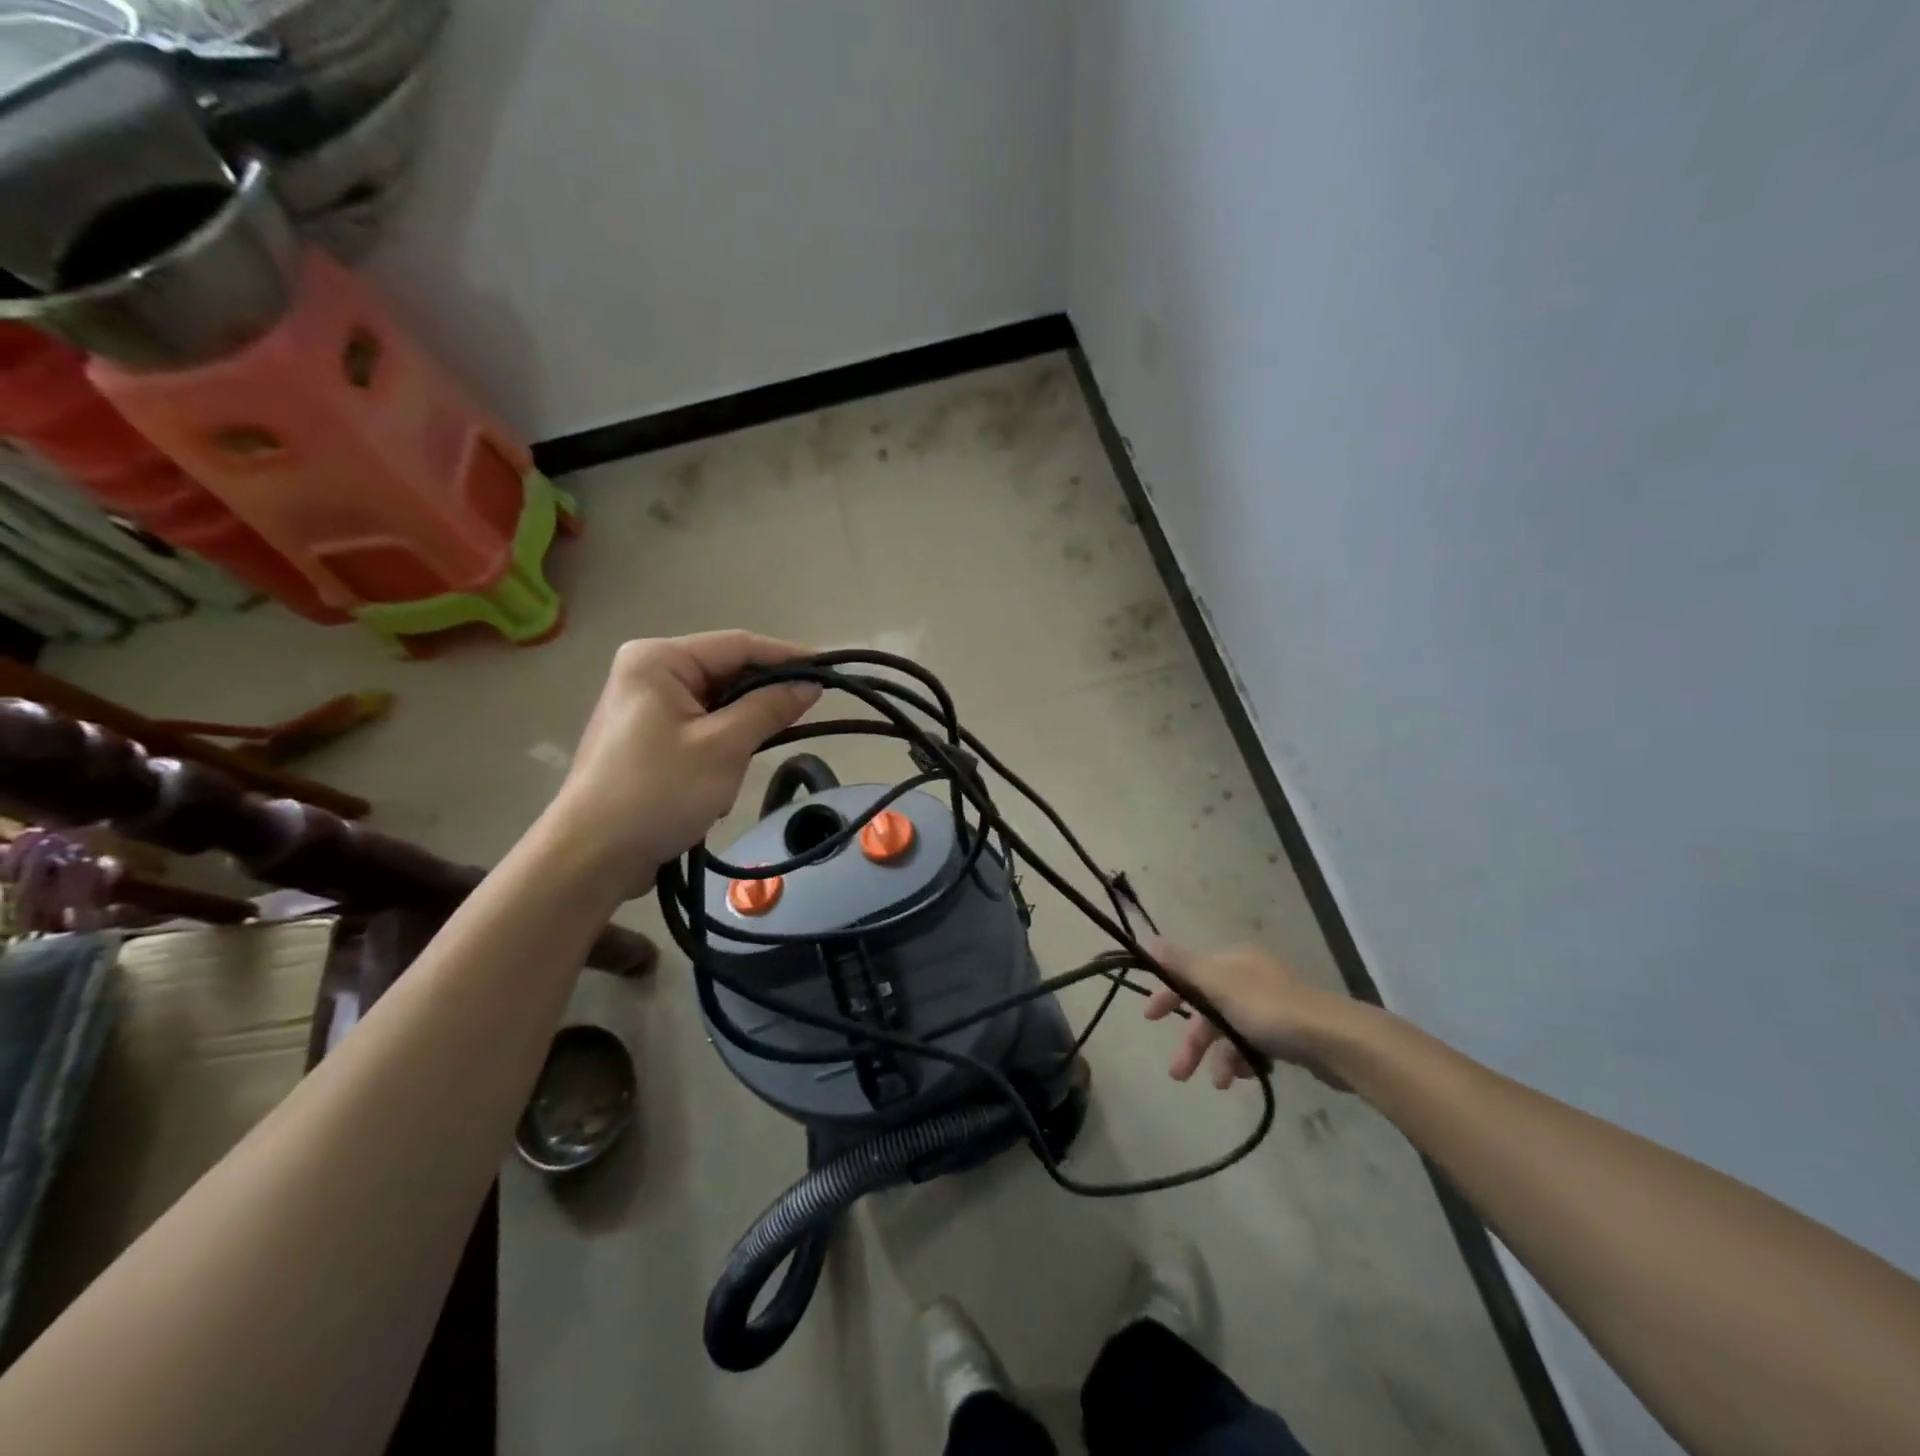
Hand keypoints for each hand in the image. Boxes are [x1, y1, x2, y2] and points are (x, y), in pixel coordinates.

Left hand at [550, 632, 819, 893]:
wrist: (592, 857)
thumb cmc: (658, 792)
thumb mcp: (724, 747)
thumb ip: (770, 708)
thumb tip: (811, 685)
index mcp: (658, 660)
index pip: (738, 645)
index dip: (788, 657)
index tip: (830, 671)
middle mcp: (648, 672)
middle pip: (726, 674)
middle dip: (760, 703)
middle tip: (805, 717)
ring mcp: (645, 707)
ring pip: (717, 707)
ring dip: (739, 736)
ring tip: (743, 768)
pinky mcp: (647, 739)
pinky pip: (700, 730)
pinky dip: (720, 752)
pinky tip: (716, 786)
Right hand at [1144, 939, 1365, 1090]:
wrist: (1336, 1040)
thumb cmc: (1270, 1009)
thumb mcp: (1218, 984)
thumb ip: (1182, 965)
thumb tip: (1149, 939)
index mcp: (1233, 959)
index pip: (1189, 972)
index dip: (1167, 993)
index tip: (1149, 1019)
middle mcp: (1251, 975)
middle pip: (1208, 1005)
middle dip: (1193, 1040)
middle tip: (1178, 1073)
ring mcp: (1272, 1004)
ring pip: (1230, 1029)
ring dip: (1218, 1055)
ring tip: (1216, 1084)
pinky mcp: (1289, 1031)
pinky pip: (1253, 1043)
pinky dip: (1242, 1059)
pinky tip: (1241, 1077)